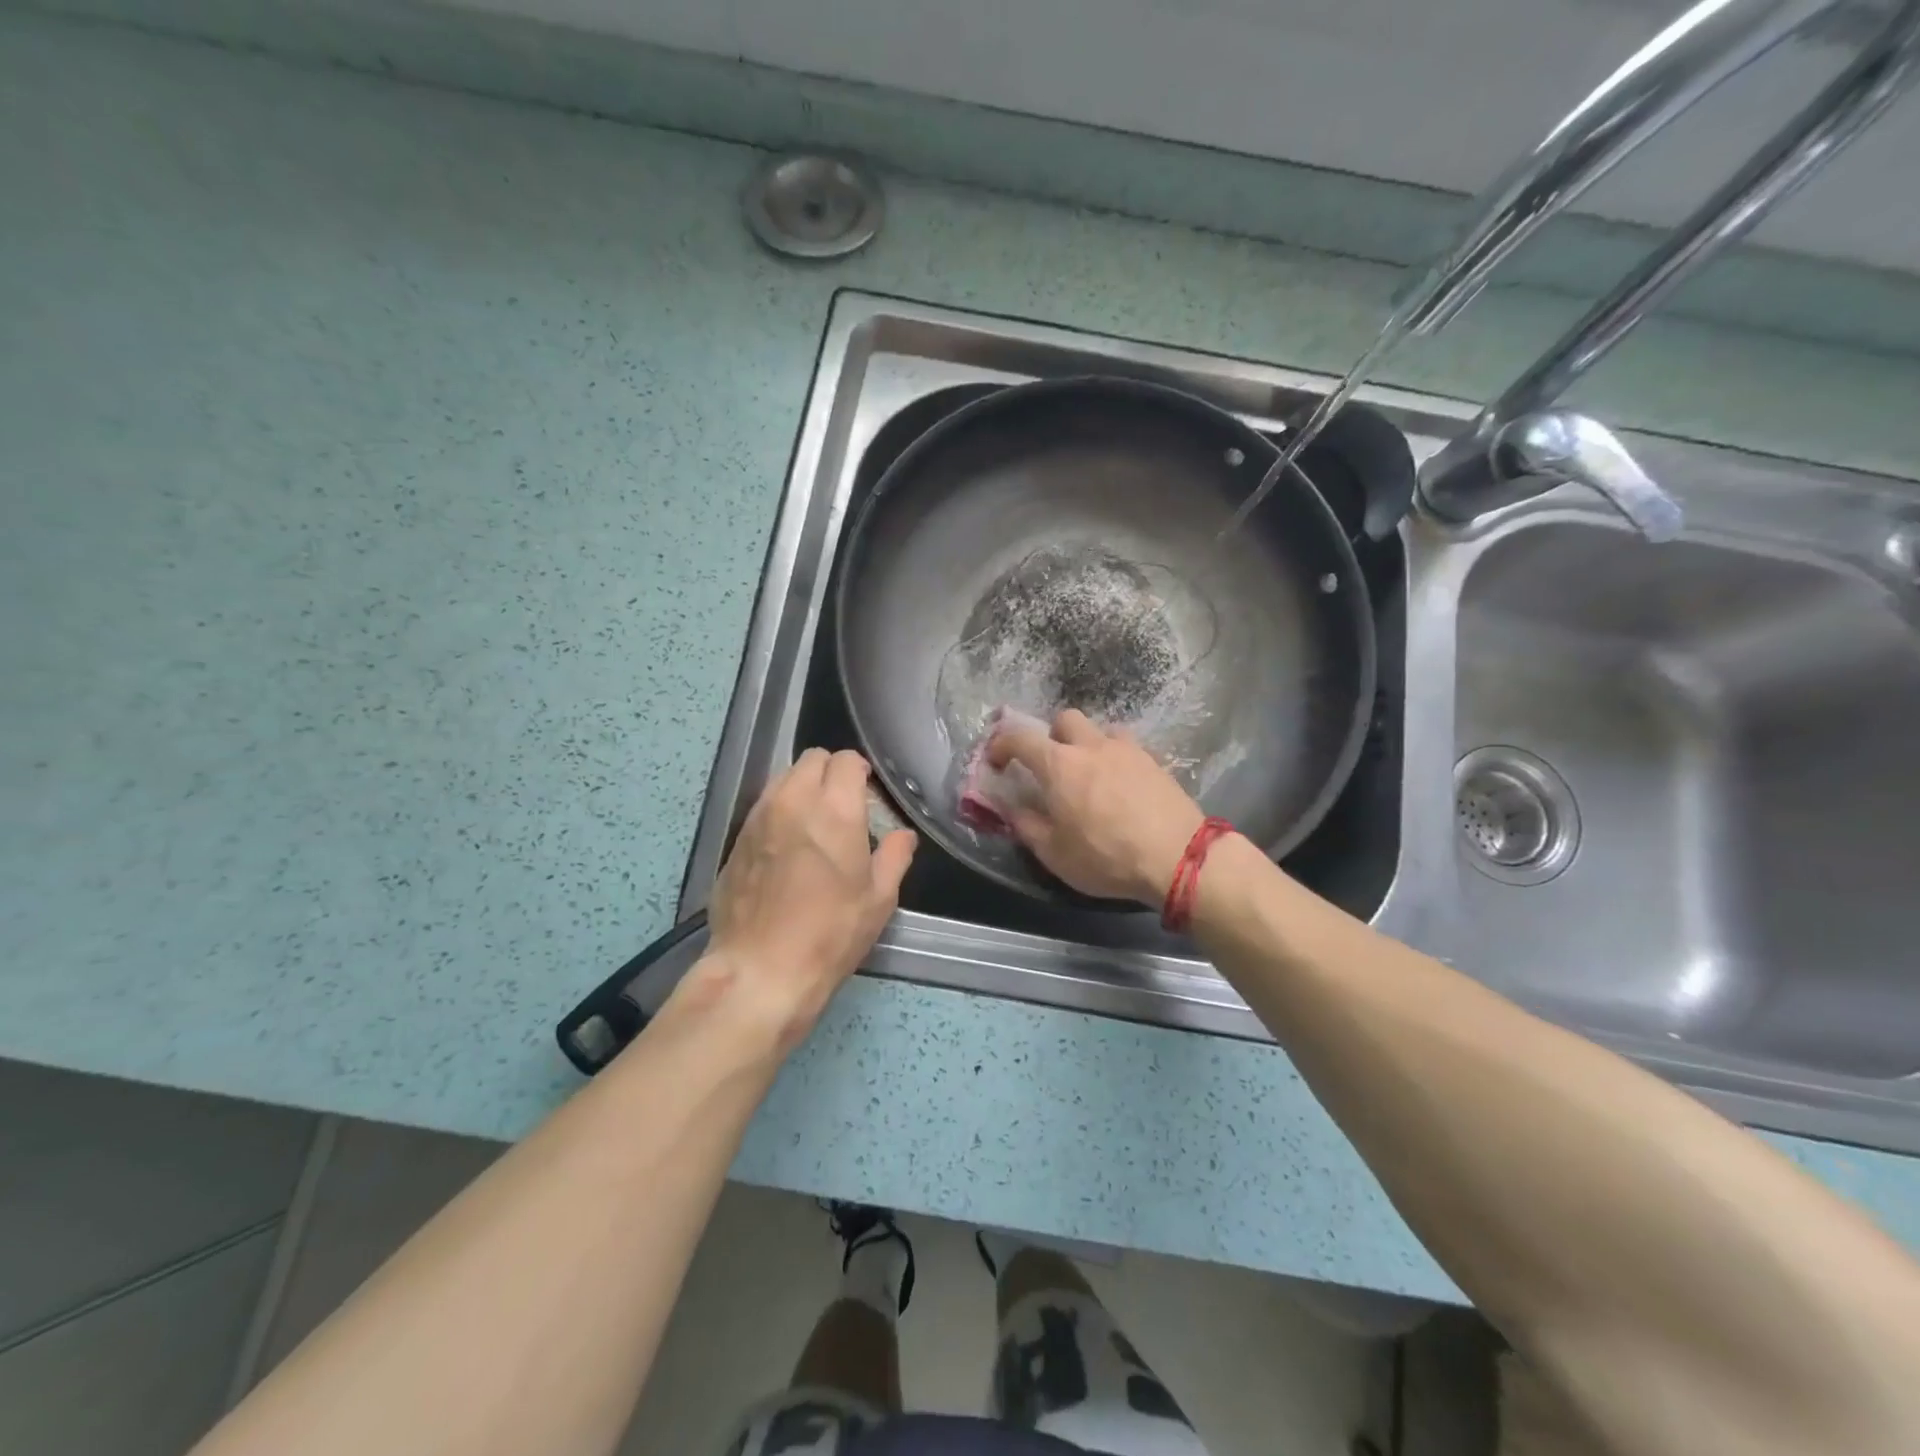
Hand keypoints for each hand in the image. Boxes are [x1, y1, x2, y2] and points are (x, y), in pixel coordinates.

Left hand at [696, 749, 915, 1049]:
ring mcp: (758, 818)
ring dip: (803, 787)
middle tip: (843, 805)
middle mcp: (793, 801)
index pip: (846, 760)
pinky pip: (762, 806)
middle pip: (812, 759)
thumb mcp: (878, 900)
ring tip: (813, 823)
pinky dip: (779, 811)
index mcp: (834, 809)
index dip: (860, 771)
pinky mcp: (736, 839)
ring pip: (783, 778)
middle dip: (831, 773)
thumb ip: (894, 857)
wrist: (760, 970)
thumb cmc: (830, 934)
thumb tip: (902, 835)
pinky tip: (786, 846)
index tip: (867, 794)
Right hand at [987, 709, 1203, 904]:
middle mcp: (1092, 746)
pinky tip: (1121, 786)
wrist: (1178, 857)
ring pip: (1100, 729)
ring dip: (1088, 744)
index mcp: (1059, 765)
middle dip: (1051, 735)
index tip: (996, 761)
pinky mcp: (1155, 761)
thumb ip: (1027, 825)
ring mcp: (1127, 750)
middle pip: (1065, 719)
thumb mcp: (1054, 853)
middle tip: (1051, 765)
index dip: (1001, 744)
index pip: (1020, 737)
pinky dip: (1115, 759)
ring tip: (1090, 774)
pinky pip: (1127, 748)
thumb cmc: (1107, 858)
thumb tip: (1012, 808)